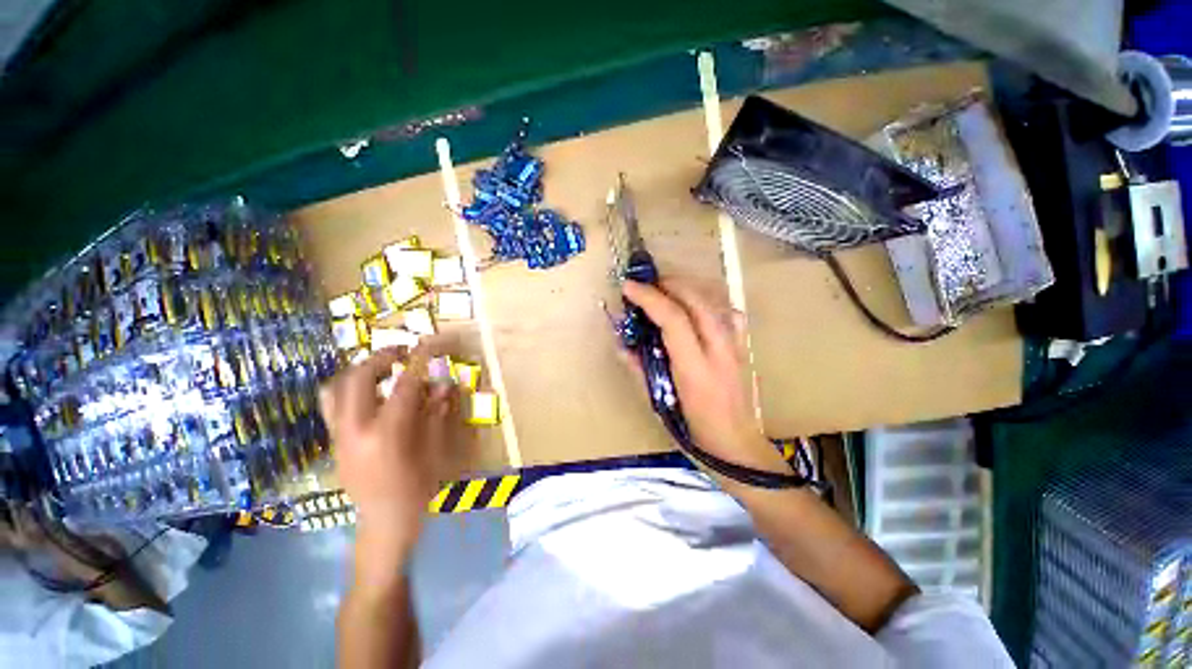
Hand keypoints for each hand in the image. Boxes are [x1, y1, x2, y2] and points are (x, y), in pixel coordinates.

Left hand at [320, 340, 461, 578]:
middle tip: (402, 352)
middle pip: (360, 377)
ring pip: (336, 387)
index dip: (419, 360)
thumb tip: (442, 383)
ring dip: (359, 370)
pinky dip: (348, 387)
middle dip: (382, 357)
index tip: (429, 344)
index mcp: (386, 433)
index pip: (403, 384)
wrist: (383, 523)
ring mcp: (339, 434)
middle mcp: (355, 429)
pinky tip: (369, 391)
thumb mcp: (435, 450)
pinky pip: (332, 403)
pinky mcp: (333, 440)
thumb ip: (436, 413)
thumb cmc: (416, 488)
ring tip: (382, 367)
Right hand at [621, 279, 787, 476]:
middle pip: (697, 302)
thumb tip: (621, 345)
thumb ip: (639, 370)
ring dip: (688, 289)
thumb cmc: (694, 432)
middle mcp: (720, 352)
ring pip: (715, 302)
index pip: (673, 320)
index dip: (649, 298)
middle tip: (646, 284)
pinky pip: (729, 313)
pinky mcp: (744, 348)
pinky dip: (709, 301)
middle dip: (669, 285)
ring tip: (666, 288)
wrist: (738, 447)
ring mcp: (737, 348)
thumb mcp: (659, 404)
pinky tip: (696, 305)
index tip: (629, 287)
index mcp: (695, 370)